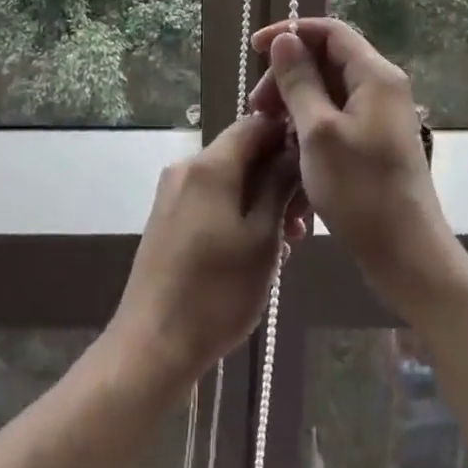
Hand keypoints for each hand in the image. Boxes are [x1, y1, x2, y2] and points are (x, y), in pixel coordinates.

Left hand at [107, 113, 304, 389]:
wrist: (153, 344)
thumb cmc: (218, 291)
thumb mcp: (263, 238)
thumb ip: (279, 186)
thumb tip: (293, 149)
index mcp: (210, 164)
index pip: (255, 123)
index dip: (287, 136)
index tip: (314, 167)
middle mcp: (187, 167)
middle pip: (242, 152)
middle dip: (277, 177)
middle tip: (305, 218)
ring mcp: (173, 193)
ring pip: (228, 179)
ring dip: (261, 199)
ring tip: (288, 242)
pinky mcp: (167, 219)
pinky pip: (211, 199)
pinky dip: (238, 212)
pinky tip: (257, 250)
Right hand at [250, 18, 462, 317]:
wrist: (407, 256)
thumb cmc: (361, 191)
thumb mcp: (318, 132)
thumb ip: (299, 81)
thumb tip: (284, 39)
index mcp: (375, 75)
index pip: (329, 31)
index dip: (290, 32)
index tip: (254, 49)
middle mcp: (382, 87)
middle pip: (327, 59)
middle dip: (287, 73)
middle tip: (257, 106)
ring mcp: (380, 115)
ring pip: (329, 89)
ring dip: (294, 100)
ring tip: (268, 128)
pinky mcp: (374, 140)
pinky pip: (336, 114)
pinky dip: (309, 121)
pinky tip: (288, 146)